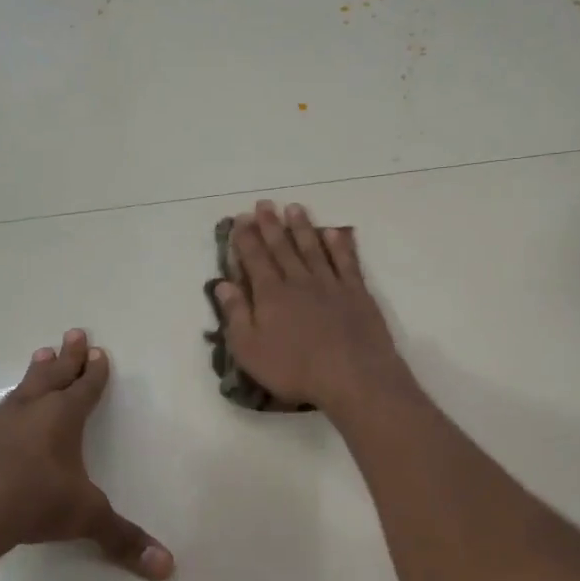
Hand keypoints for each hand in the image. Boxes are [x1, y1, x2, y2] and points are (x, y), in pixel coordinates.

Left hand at [0, 330, 171, 579]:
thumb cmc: (34, 502)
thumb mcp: (85, 518)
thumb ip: (122, 539)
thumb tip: (167, 567)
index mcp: (63, 418)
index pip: (85, 388)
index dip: (94, 372)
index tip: (98, 351)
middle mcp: (31, 411)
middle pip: (53, 374)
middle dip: (67, 356)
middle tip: (73, 332)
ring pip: (22, 389)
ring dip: (35, 372)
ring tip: (40, 354)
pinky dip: (7, 410)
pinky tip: (1, 418)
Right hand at [211, 200, 409, 416]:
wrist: (353, 376)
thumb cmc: (294, 369)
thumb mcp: (250, 350)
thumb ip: (236, 315)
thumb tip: (222, 285)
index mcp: (270, 294)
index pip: (254, 259)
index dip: (245, 238)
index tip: (240, 219)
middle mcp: (299, 281)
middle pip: (282, 247)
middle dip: (270, 225)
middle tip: (263, 204)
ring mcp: (330, 284)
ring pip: (313, 248)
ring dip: (302, 227)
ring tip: (294, 208)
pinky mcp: (357, 293)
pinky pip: (346, 261)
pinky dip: (339, 245)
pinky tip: (334, 233)